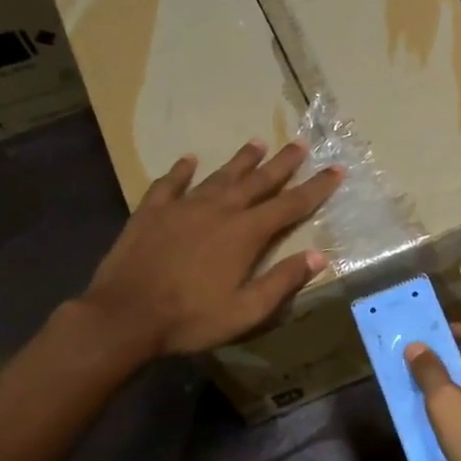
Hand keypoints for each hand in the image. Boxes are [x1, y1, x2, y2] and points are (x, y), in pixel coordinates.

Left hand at [77, 140, 341, 360]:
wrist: (124, 315)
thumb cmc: (191, 318)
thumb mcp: (247, 311)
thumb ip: (283, 281)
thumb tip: (319, 256)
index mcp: (246, 233)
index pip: (290, 204)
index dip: (317, 187)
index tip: (336, 170)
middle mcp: (219, 210)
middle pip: (258, 181)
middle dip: (283, 163)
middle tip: (301, 144)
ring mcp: (183, 207)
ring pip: (220, 176)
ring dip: (241, 160)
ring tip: (257, 142)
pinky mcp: (152, 211)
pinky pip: (171, 183)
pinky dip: (182, 170)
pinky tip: (189, 160)